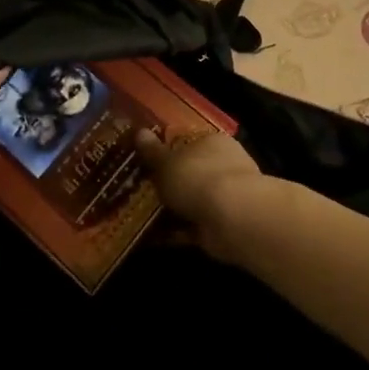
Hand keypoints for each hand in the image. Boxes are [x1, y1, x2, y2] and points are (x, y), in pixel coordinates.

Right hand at [136, 130, 270, 263]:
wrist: (233, 218)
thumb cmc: (198, 177)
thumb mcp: (167, 162)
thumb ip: (152, 151)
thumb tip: (139, 132)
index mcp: (212, 142)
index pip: (188, 141)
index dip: (166, 149)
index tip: (143, 159)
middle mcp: (222, 165)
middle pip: (189, 172)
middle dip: (168, 182)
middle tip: (136, 189)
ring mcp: (225, 197)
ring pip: (190, 201)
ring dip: (170, 209)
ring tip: (137, 215)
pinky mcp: (221, 226)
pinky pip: (191, 227)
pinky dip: (174, 232)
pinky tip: (149, 238)